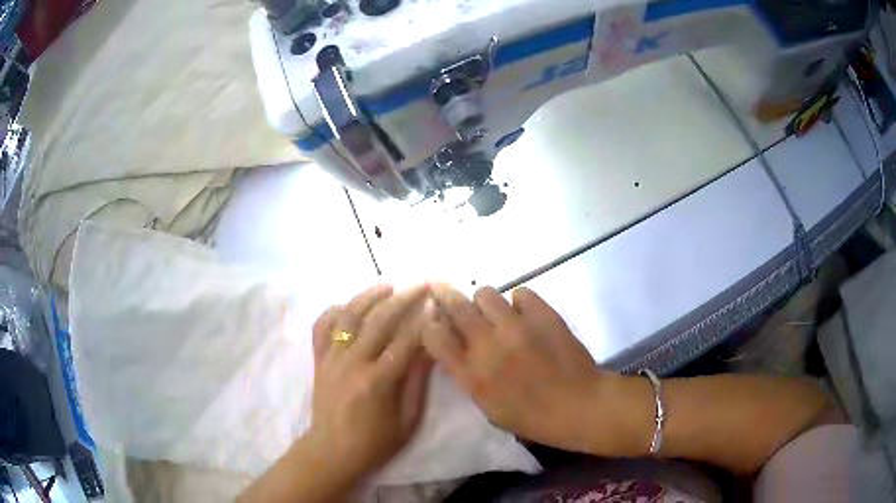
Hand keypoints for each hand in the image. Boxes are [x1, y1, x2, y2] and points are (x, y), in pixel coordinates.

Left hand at [307, 284, 433, 480]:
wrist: (332, 451)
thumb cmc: (375, 442)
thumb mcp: (407, 418)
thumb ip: (417, 382)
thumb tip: (428, 348)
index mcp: (378, 381)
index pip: (406, 341)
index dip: (424, 319)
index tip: (437, 302)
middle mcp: (352, 363)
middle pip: (379, 320)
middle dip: (403, 298)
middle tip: (420, 284)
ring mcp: (331, 359)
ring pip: (348, 316)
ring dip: (368, 296)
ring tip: (387, 284)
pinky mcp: (318, 361)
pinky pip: (322, 328)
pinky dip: (333, 312)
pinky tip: (348, 305)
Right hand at [424, 285, 626, 453]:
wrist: (579, 405)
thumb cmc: (532, 417)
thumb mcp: (489, 408)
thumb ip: (469, 377)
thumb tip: (457, 349)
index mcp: (472, 374)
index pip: (434, 336)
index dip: (432, 325)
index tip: (436, 323)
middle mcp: (488, 345)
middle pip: (456, 306)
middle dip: (448, 298)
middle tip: (449, 295)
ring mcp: (517, 326)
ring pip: (486, 293)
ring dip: (486, 303)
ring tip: (496, 314)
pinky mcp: (543, 314)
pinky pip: (521, 293)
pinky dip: (520, 303)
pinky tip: (526, 316)